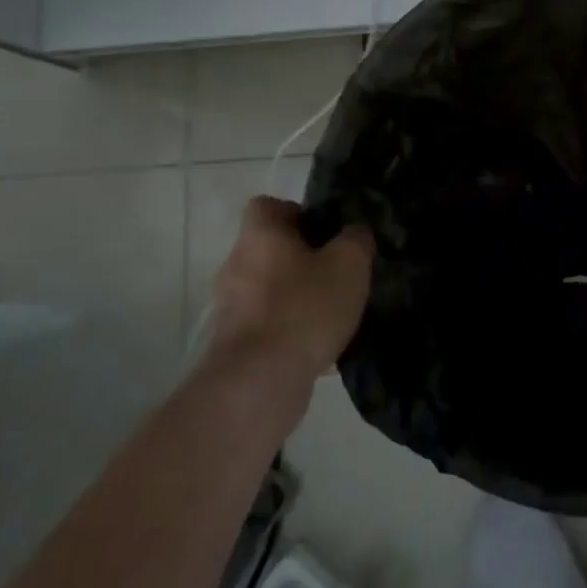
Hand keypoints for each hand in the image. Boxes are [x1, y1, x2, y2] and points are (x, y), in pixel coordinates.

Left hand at [208, 197, 373, 389]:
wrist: (259, 382)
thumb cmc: (304, 308)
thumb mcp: (349, 264)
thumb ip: (356, 239)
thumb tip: (354, 232)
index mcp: (260, 235)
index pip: (268, 205)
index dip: (298, 213)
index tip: (326, 234)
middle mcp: (236, 264)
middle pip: (271, 249)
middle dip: (303, 260)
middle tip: (337, 275)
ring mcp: (230, 306)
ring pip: (269, 289)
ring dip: (297, 297)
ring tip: (332, 315)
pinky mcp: (233, 344)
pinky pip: (267, 325)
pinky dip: (290, 331)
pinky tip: (319, 349)